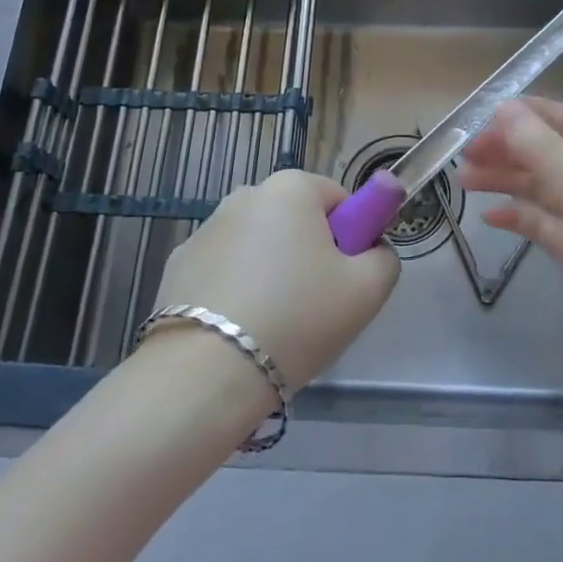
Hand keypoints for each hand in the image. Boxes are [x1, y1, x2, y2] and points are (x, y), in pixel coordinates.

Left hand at [148, 169, 398, 389]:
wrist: (207, 373)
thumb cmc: (298, 318)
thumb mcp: (368, 290)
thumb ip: (384, 257)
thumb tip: (372, 249)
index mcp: (291, 188)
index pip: (338, 200)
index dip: (350, 239)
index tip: (344, 280)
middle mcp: (245, 195)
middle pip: (295, 220)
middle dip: (309, 253)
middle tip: (314, 307)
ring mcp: (205, 228)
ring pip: (258, 245)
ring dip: (270, 271)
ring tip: (273, 325)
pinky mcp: (178, 263)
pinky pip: (224, 269)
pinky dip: (235, 289)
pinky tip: (237, 329)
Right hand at [458, 98, 562, 391]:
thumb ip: (547, 153)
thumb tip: (504, 109)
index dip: (524, 115)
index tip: (479, 117)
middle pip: (549, 153)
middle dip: (508, 150)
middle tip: (463, 156)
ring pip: (543, 189)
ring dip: (506, 181)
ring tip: (464, 181)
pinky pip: (545, 225)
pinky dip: (519, 218)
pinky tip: (490, 219)